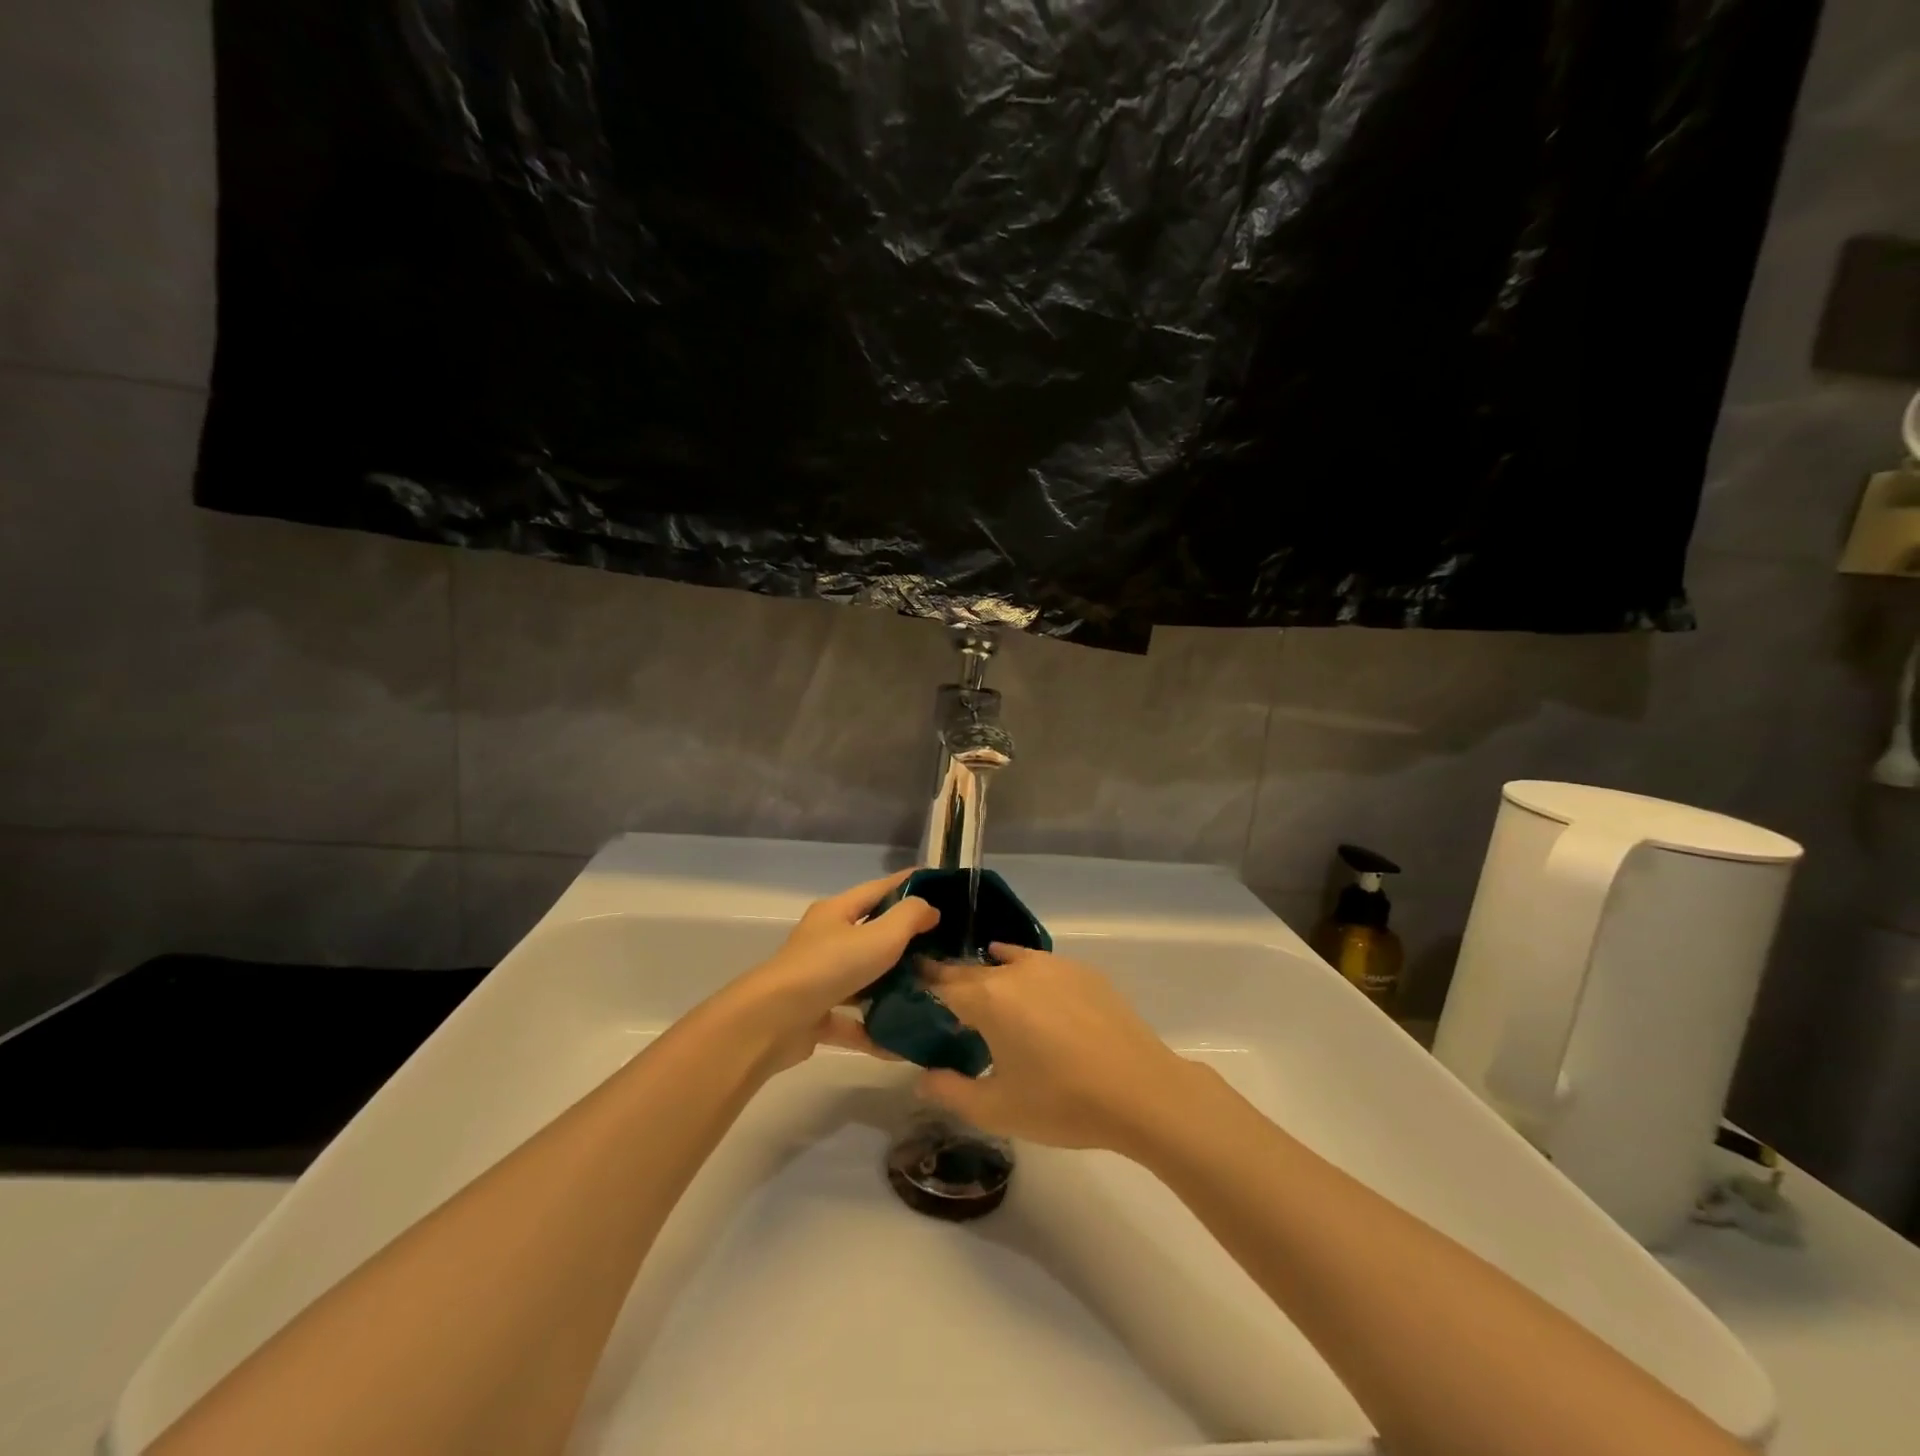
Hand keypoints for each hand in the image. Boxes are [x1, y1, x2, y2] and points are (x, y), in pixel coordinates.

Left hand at [724, 870, 938, 1073]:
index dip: (908, 884)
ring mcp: (817, 979)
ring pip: (861, 979)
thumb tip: (928, 908)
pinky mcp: (814, 1016)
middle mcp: (825, 940)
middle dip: (904, 940)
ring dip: (890, 987)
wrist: (773, 1021)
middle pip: (870, 933)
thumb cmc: (830, 967)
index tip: (939, 886)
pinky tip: (900, 1043)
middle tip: (941, 946)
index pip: (878, 889)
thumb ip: (909, 917)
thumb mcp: (879, 936)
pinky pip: (852, 1021)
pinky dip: (873, 1031)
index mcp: (836, 912)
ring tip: (927, 993)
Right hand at [916, 944, 1202, 1152]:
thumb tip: (921, 1077)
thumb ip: (951, 1091)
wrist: (1141, 1091)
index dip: (922, 985)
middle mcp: (1015, 970)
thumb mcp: (997, 1109)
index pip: (942, 984)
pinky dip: (1022, 969)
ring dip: (989, 973)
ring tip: (981, 987)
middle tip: (940, 995)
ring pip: (1007, 962)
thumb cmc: (1063, 1103)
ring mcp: (1052, 965)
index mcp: (988, 999)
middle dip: (953, 980)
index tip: (908, 984)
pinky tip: (1024, 983)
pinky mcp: (1082, 971)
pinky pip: (1039, 963)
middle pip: (973, 970)